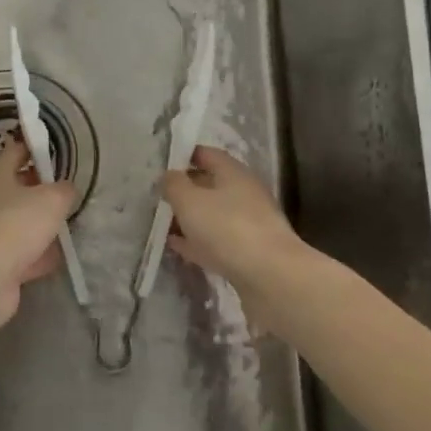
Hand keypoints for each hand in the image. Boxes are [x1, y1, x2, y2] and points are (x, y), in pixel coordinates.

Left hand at [0, 142, 75, 325]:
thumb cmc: (17, 224)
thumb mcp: (53, 199)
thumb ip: (64, 190)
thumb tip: (65, 190)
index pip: (16, 151)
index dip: (36, 148)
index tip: (55, 152)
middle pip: (16, 187)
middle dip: (40, 190)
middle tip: (65, 193)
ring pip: (18, 220)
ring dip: (38, 225)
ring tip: (64, 228)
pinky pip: (18, 251)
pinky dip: (34, 254)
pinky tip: (53, 259)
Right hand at [161, 146, 300, 284]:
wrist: (270, 276)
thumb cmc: (226, 228)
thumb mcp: (189, 201)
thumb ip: (174, 184)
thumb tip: (169, 175)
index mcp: (234, 173)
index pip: (207, 154)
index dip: (185, 155)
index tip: (163, 164)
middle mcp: (245, 193)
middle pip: (211, 185)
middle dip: (186, 190)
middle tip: (159, 197)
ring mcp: (249, 224)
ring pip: (213, 214)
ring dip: (191, 218)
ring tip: (163, 223)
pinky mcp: (249, 252)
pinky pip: (217, 240)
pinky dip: (198, 241)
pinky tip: (178, 247)